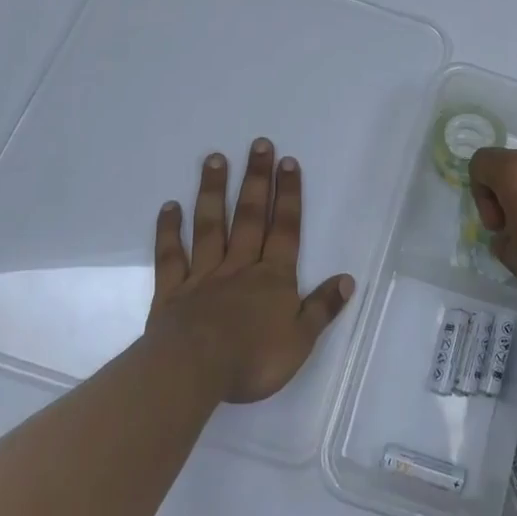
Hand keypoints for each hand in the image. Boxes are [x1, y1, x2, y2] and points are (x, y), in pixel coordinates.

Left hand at [145, 138, 353, 403]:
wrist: (193, 371)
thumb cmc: (252, 359)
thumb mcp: (300, 340)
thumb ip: (322, 308)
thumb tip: (347, 279)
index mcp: (273, 278)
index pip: (284, 229)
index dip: (288, 195)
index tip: (288, 162)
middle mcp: (240, 267)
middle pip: (249, 216)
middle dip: (256, 179)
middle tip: (258, 144)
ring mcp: (203, 276)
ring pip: (210, 226)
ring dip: (213, 191)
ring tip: (214, 158)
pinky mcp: (172, 291)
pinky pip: (171, 256)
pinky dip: (169, 231)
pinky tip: (169, 206)